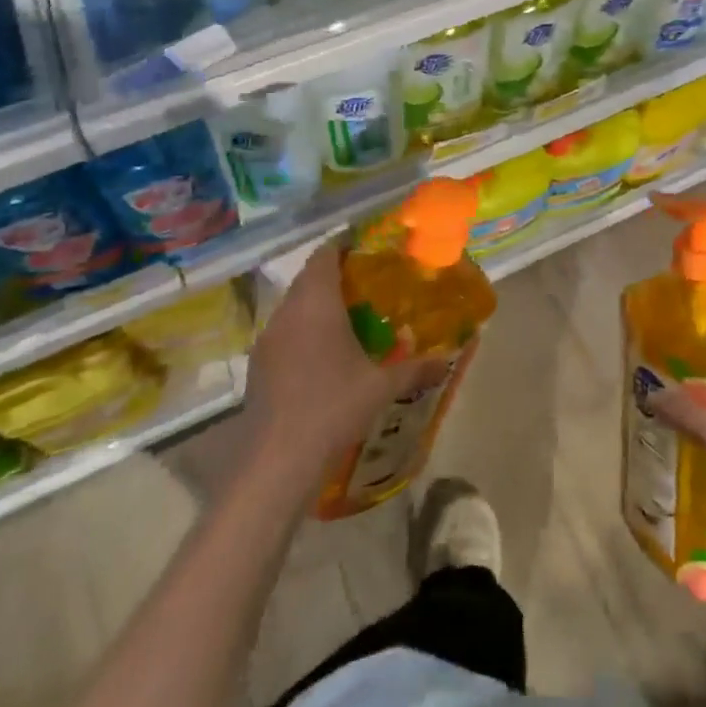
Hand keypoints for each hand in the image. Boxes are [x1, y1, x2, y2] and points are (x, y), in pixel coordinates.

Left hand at [245, 243, 446, 483]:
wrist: (276, 460)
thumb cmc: (333, 407)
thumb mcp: (381, 387)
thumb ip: (415, 368)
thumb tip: (447, 361)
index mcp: (316, 302)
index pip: (325, 254)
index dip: (345, 246)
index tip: (368, 250)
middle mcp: (287, 311)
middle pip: (309, 278)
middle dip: (336, 277)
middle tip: (368, 287)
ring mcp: (267, 338)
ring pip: (294, 306)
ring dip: (318, 307)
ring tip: (349, 321)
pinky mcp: (258, 365)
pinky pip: (284, 333)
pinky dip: (303, 333)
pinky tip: (323, 358)